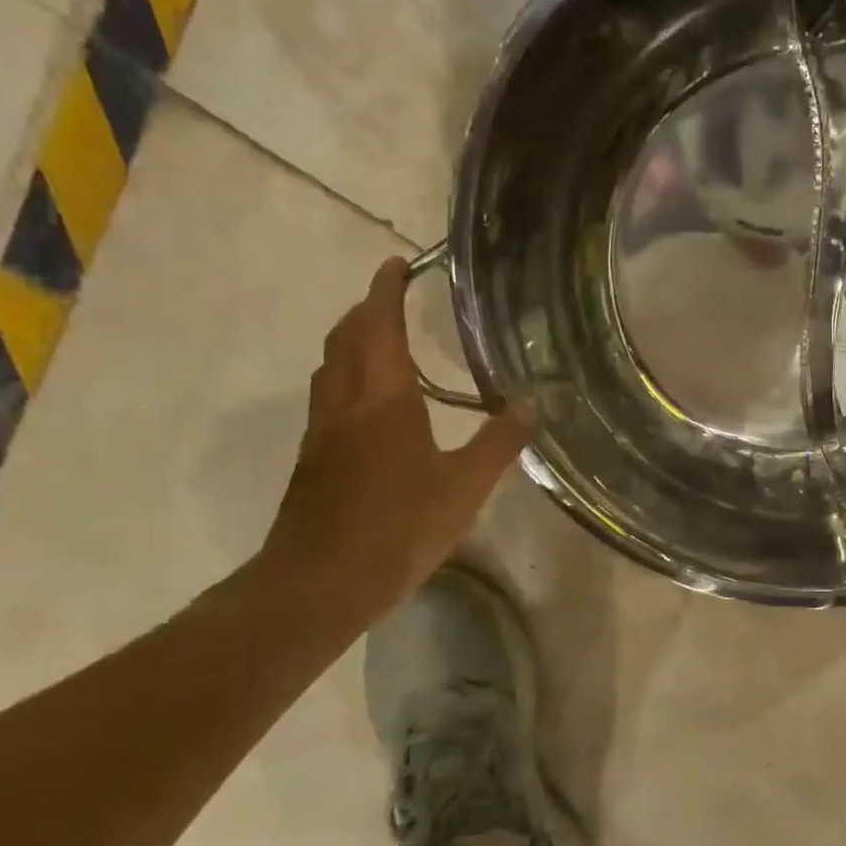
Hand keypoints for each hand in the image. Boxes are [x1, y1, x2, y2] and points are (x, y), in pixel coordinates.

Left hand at [259, 257, 530, 618]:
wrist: (321, 583)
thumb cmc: (398, 527)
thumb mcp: (464, 487)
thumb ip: (498, 442)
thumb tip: (530, 404)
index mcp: (383, 399)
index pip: (380, 327)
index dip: (386, 291)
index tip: (397, 263)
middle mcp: (346, 404)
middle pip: (345, 339)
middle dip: (365, 310)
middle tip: (391, 296)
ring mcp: (323, 433)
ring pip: (331, 369)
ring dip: (351, 342)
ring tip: (380, 340)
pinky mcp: (315, 461)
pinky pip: (329, 399)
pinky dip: (347, 378)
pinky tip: (371, 406)